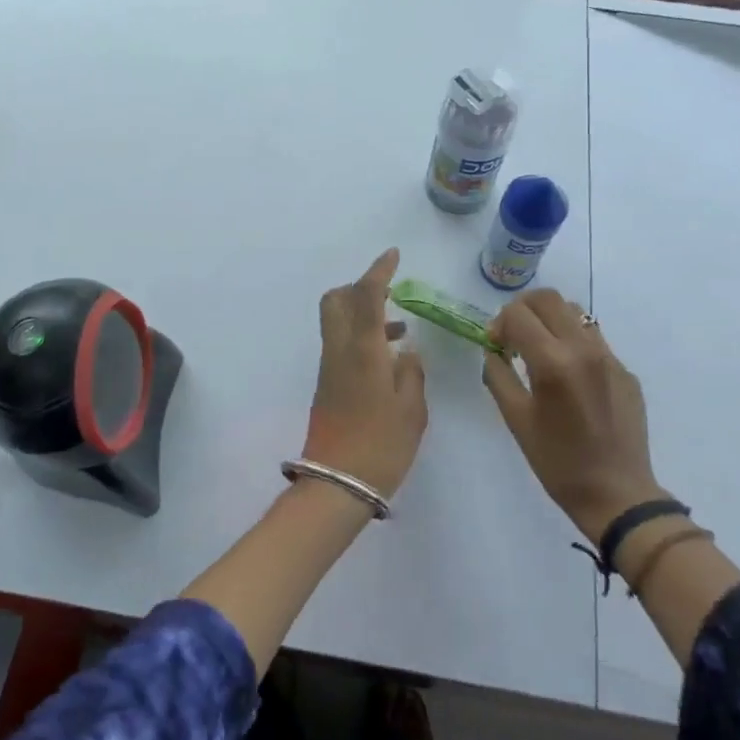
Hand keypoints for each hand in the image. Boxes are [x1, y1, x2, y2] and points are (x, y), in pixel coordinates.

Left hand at [304, 248, 427, 498]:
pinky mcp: (327, 384)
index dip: (379, 271)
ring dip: (364, 314)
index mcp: (362, 349)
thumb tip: (406, 353)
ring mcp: (329, 367)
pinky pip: (342, 345)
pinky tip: (389, 359)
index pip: (366, 295)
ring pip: (338, 322)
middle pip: (337, 300)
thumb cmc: (381, 445)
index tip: (393, 255)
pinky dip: (362, 337)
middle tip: (390, 294)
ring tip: (401, 330)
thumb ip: (412, 373)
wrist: (337, 484)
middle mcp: (339, 350)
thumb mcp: (412, 410)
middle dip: (360, 288)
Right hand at [483, 290, 659, 542]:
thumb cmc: (557, 461)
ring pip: (575, 312)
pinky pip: (594, 338)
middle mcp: (584, 349)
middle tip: (513, 336)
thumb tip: (494, 350)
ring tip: (540, 349)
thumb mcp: (515, 419)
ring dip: (550, 320)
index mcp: (553, 363)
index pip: (518, 313)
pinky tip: (568, 374)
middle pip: (548, 299)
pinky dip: (572, 341)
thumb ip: (498, 375)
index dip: (499, 323)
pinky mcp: (625, 370)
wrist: (617, 494)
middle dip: (523, 310)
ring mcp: (610, 357)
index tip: (495, 345)